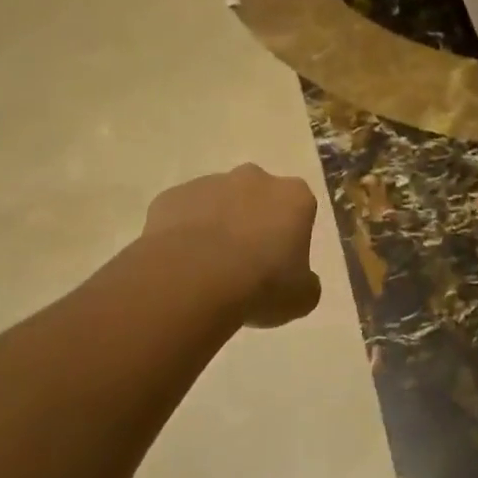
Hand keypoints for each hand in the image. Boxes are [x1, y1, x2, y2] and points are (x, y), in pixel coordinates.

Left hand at [143, 165, 322, 327]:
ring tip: (208, 269)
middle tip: (245, 263)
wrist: (192, 280)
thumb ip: (305, 283)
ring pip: (218, 203)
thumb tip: (299, 281)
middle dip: (253, 222)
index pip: (299, 209)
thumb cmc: (261, 285)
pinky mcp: (172, 196)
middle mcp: (254, 178)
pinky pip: (182, 214)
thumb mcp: (301, 298)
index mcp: (293, 197)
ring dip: (217, 226)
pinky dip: (183, 234)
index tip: (280, 264)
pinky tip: (181, 264)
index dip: (290, 236)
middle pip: (257, 197)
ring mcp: (209, 183)